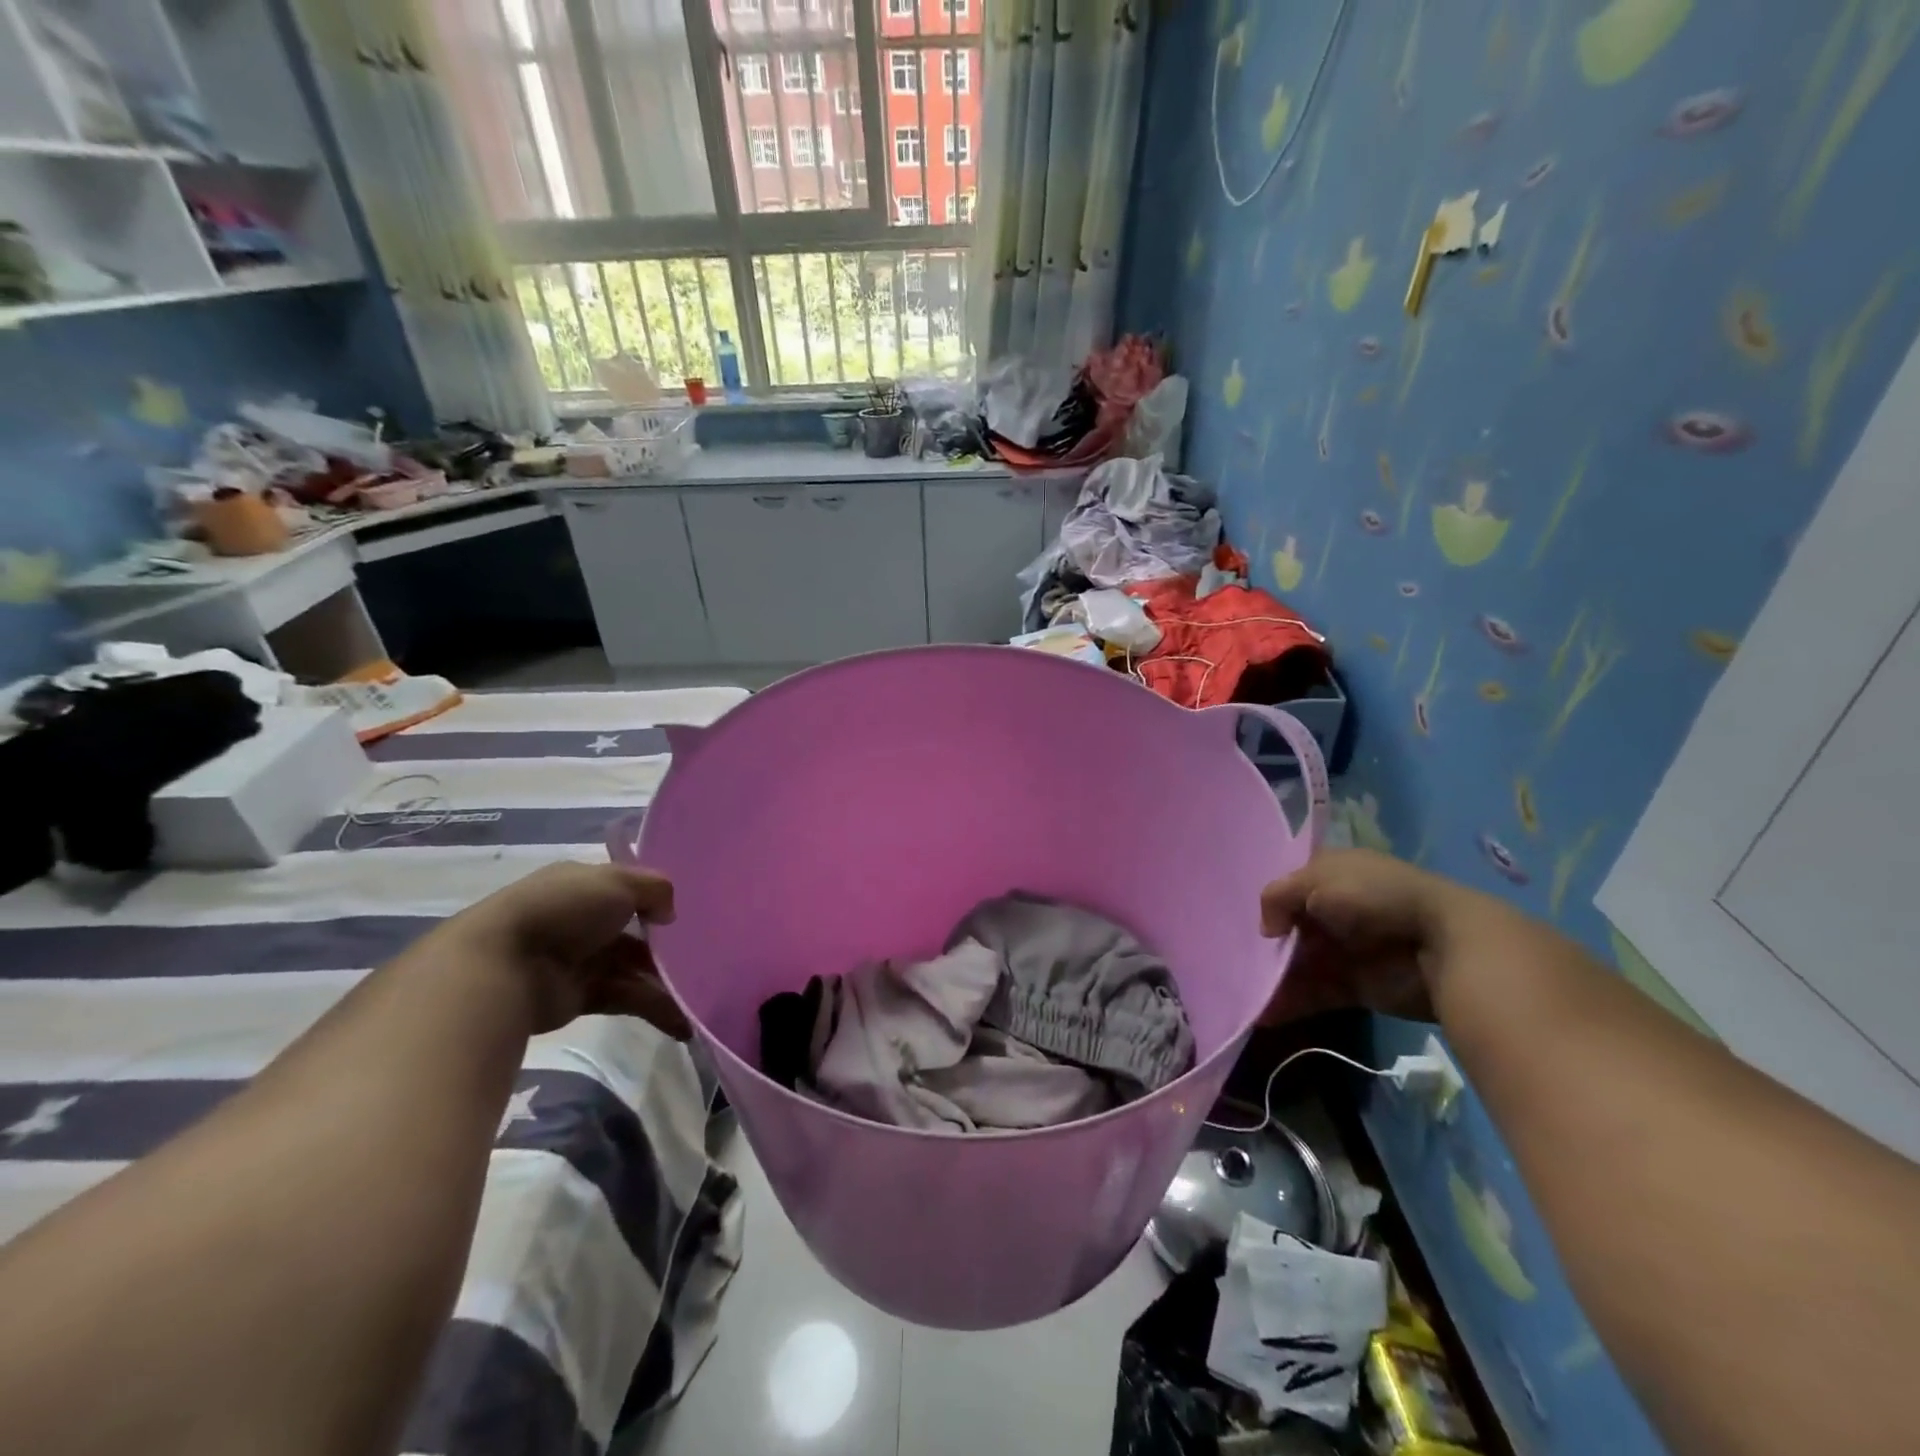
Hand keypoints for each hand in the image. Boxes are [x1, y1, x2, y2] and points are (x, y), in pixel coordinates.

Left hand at [453, 862, 689, 1037]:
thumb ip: (654, 888)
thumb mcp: (617, 882)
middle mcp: (581, 921)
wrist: (502, 966)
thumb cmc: (563, 910)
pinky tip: (681, 1024)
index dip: (654, 899)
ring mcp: (579, 960)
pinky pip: (625, 999)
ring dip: (664, 983)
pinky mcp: (578, 998)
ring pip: (632, 968)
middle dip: (665, 945)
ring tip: (698, 999)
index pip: (625, 889)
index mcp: (583, 885)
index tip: (684, 913)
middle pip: (633, 932)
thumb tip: (668, 913)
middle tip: (702, 957)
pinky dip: (653, 1010)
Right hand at [1257, 848, 1467, 1023]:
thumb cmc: (1376, 897)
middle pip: (1291, 929)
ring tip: (1244, 993)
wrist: (1445, 945)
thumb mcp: (1317, 879)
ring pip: (1299, 964)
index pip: (1291, 887)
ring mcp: (1347, 950)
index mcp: (1332, 875)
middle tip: (1236, 961)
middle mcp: (1336, 911)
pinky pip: (1315, 993)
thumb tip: (1266, 931)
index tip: (1243, 919)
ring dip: (1273, 978)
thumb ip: (1278, 897)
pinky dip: (1290, 1003)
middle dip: (1265, 946)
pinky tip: (1262, 1014)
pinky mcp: (1357, 987)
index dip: (1270, 902)